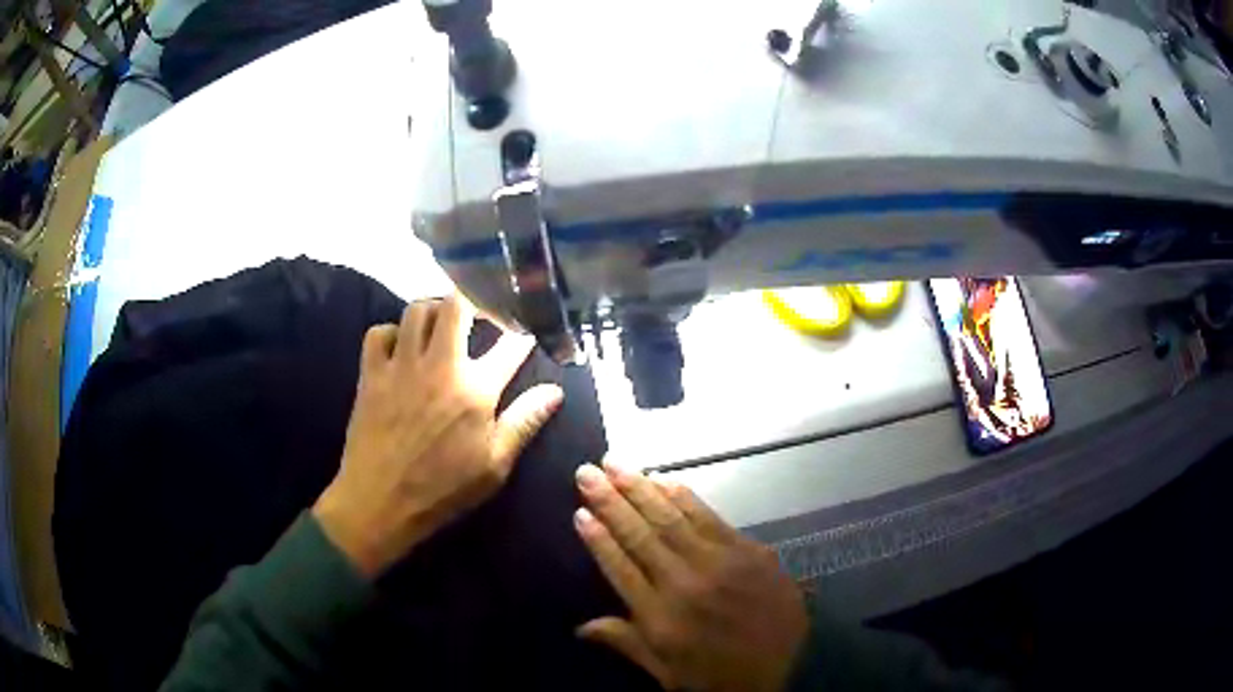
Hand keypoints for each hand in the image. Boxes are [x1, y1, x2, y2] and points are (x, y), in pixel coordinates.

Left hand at [312, 294, 563, 576]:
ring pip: (416, 310)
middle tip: (477, 315)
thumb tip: (555, 391)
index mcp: (476, 390)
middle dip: (472, 302)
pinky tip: (399, 349)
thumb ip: (524, 422)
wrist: (379, 502)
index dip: (523, 333)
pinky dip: (391, 333)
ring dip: (432, 311)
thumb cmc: (443, 489)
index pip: (509, 345)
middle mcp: (440, 366)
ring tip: (439, 326)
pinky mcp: (371, 373)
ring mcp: (401, 365)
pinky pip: (379, 332)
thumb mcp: (494, 466)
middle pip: (456, 306)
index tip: (526, 330)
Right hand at [573, 461, 808, 690]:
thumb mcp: (661, 670)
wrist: (777, 676)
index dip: (598, 538)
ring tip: (617, 464)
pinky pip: (712, 518)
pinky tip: (667, 480)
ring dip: (642, 489)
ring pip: (674, 519)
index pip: (619, 567)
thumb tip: (579, 627)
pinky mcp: (752, 552)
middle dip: (611, 500)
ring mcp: (722, 564)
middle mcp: (686, 584)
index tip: (579, 511)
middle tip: (588, 470)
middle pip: (642, 535)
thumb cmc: (712, 677)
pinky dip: (686, 498)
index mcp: (660, 616)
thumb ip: (623, 642)